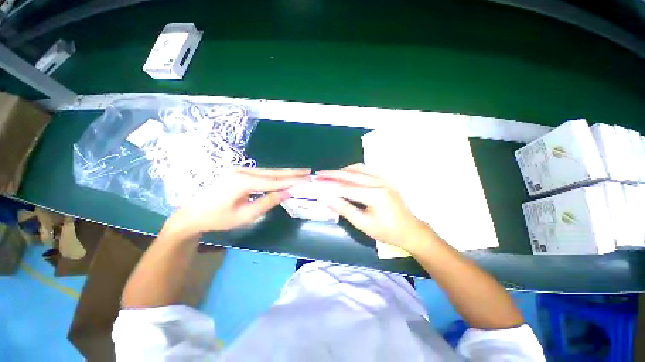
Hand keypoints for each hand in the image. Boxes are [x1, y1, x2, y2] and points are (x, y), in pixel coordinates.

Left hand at [165, 167, 309, 235]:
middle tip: (308, 171)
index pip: (274, 181)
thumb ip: (267, 202)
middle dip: (292, 172)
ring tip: (300, 173)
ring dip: (285, 173)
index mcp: (242, 182)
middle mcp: (243, 171)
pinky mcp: (239, 172)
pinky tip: (283, 176)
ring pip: (268, 171)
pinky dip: (275, 176)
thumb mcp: (244, 215)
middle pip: (273, 172)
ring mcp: (240, 170)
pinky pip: (262, 173)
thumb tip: (287, 193)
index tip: (306, 180)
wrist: (192, 213)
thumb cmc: (217, 218)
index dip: (291, 181)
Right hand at [316, 164, 432, 252]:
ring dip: (342, 171)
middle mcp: (379, 182)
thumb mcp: (363, 224)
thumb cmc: (387, 231)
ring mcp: (383, 178)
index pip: (346, 187)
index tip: (316, 182)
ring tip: (328, 174)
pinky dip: (352, 171)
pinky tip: (344, 175)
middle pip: (351, 174)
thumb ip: (344, 209)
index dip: (329, 185)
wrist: (410, 230)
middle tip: (318, 174)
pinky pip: (365, 170)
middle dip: (333, 173)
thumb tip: (326, 198)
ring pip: (358, 168)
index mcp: (375, 195)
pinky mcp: (384, 179)